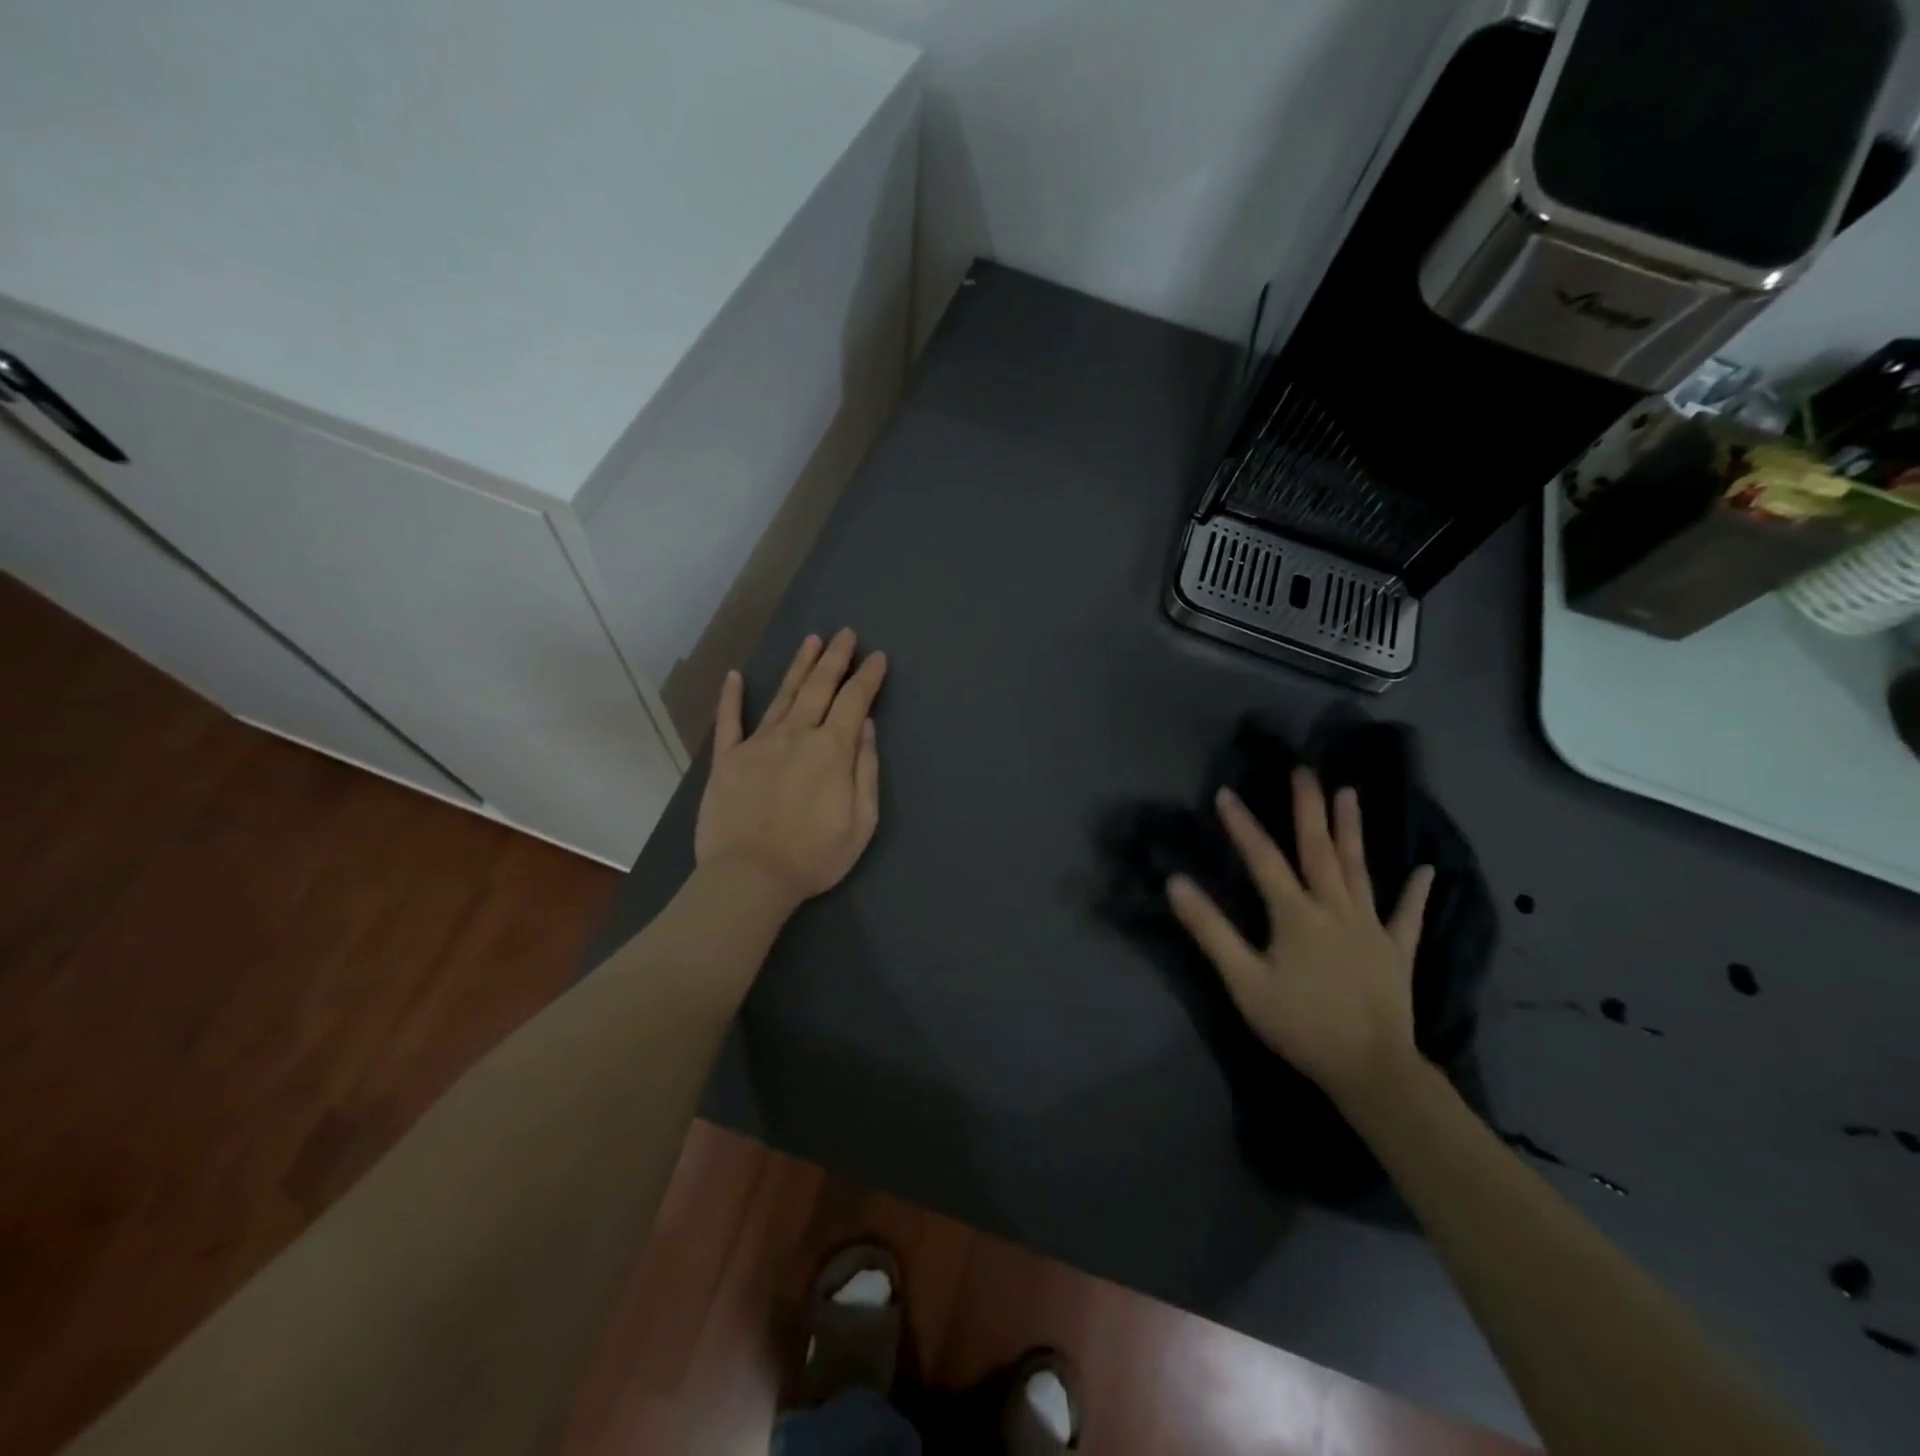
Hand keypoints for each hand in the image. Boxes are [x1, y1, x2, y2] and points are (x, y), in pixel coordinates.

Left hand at [695, 629, 885, 914]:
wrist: (750, 877)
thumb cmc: (814, 855)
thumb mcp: (861, 821)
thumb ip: (865, 769)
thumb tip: (865, 726)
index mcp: (831, 750)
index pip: (853, 701)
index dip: (867, 677)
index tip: (877, 657)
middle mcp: (796, 735)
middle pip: (819, 687)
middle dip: (835, 658)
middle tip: (845, 633)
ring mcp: (757, 744)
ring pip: (783, 696)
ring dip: (799, 666)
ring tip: (811, 640)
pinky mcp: (727, 760)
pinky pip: (729, 721)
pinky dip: (731, 697)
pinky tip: (735, 676)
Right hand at [1166, 769, 1433, 1106]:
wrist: (1371, 1069)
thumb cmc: (1301, 1024)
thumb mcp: (1244, 981)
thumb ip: (1211, 930)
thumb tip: (1177, 883)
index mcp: (1296, 914)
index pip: (1264, 859)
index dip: (1243, 826)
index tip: (1226, 793)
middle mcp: (1335, 908)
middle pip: (1319, 850)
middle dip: (1309, 808)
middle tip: (1305, 771)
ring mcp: (1371, 927)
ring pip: (1360, 869)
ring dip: (1353, 830)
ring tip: (1350, 794)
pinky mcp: (1397, 950)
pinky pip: (1407, 915)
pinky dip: (1416, 893)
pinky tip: (1426, 871)